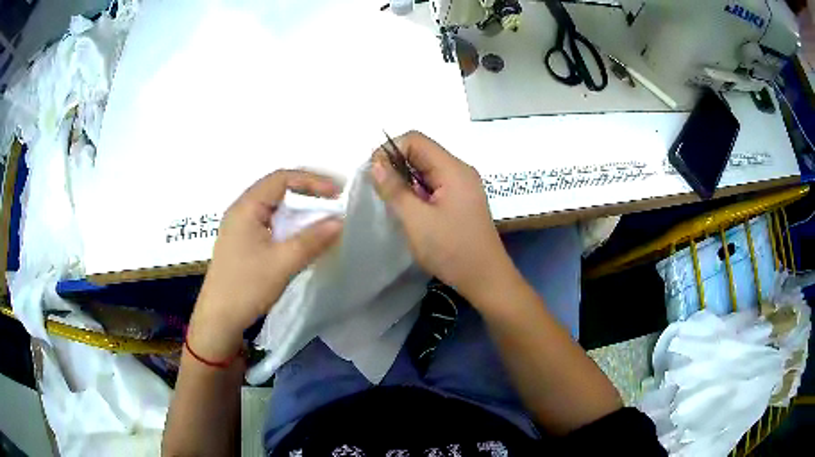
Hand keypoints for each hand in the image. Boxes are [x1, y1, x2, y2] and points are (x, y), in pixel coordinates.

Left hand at [188, 170, 342, 359]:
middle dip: (306, 191)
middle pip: (276, 188)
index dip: (312, 181)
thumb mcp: (282, 263)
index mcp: (246, 207)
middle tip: (333, 201)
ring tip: (321, 216)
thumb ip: (312, 240)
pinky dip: (288, 222)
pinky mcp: (241, 241)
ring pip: (273, 205)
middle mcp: (241, 210)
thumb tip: (340, 221)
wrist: (219, 319)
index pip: (282, 178)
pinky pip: (268, 221)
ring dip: (297, 208)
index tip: (337, 193)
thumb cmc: (246, 287)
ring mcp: (239, 226)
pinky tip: (299, 235)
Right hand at [371, 131, 515, 302]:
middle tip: (380, 190)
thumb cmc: (452, 249)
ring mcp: (463, 186)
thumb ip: (394, 189)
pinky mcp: (462, 200)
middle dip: (397, 165)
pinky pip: (435, 185)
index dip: (391, 149)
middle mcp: (460, 170)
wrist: (486, 279)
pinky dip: (418, 191)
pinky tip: (411, 211)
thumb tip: (375, 163)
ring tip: (394, 203)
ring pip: (427, 170)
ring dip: (407, 180)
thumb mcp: (416, 220)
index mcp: (453, 169)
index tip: (374, 173)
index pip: (416, 140)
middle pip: (422, 152)